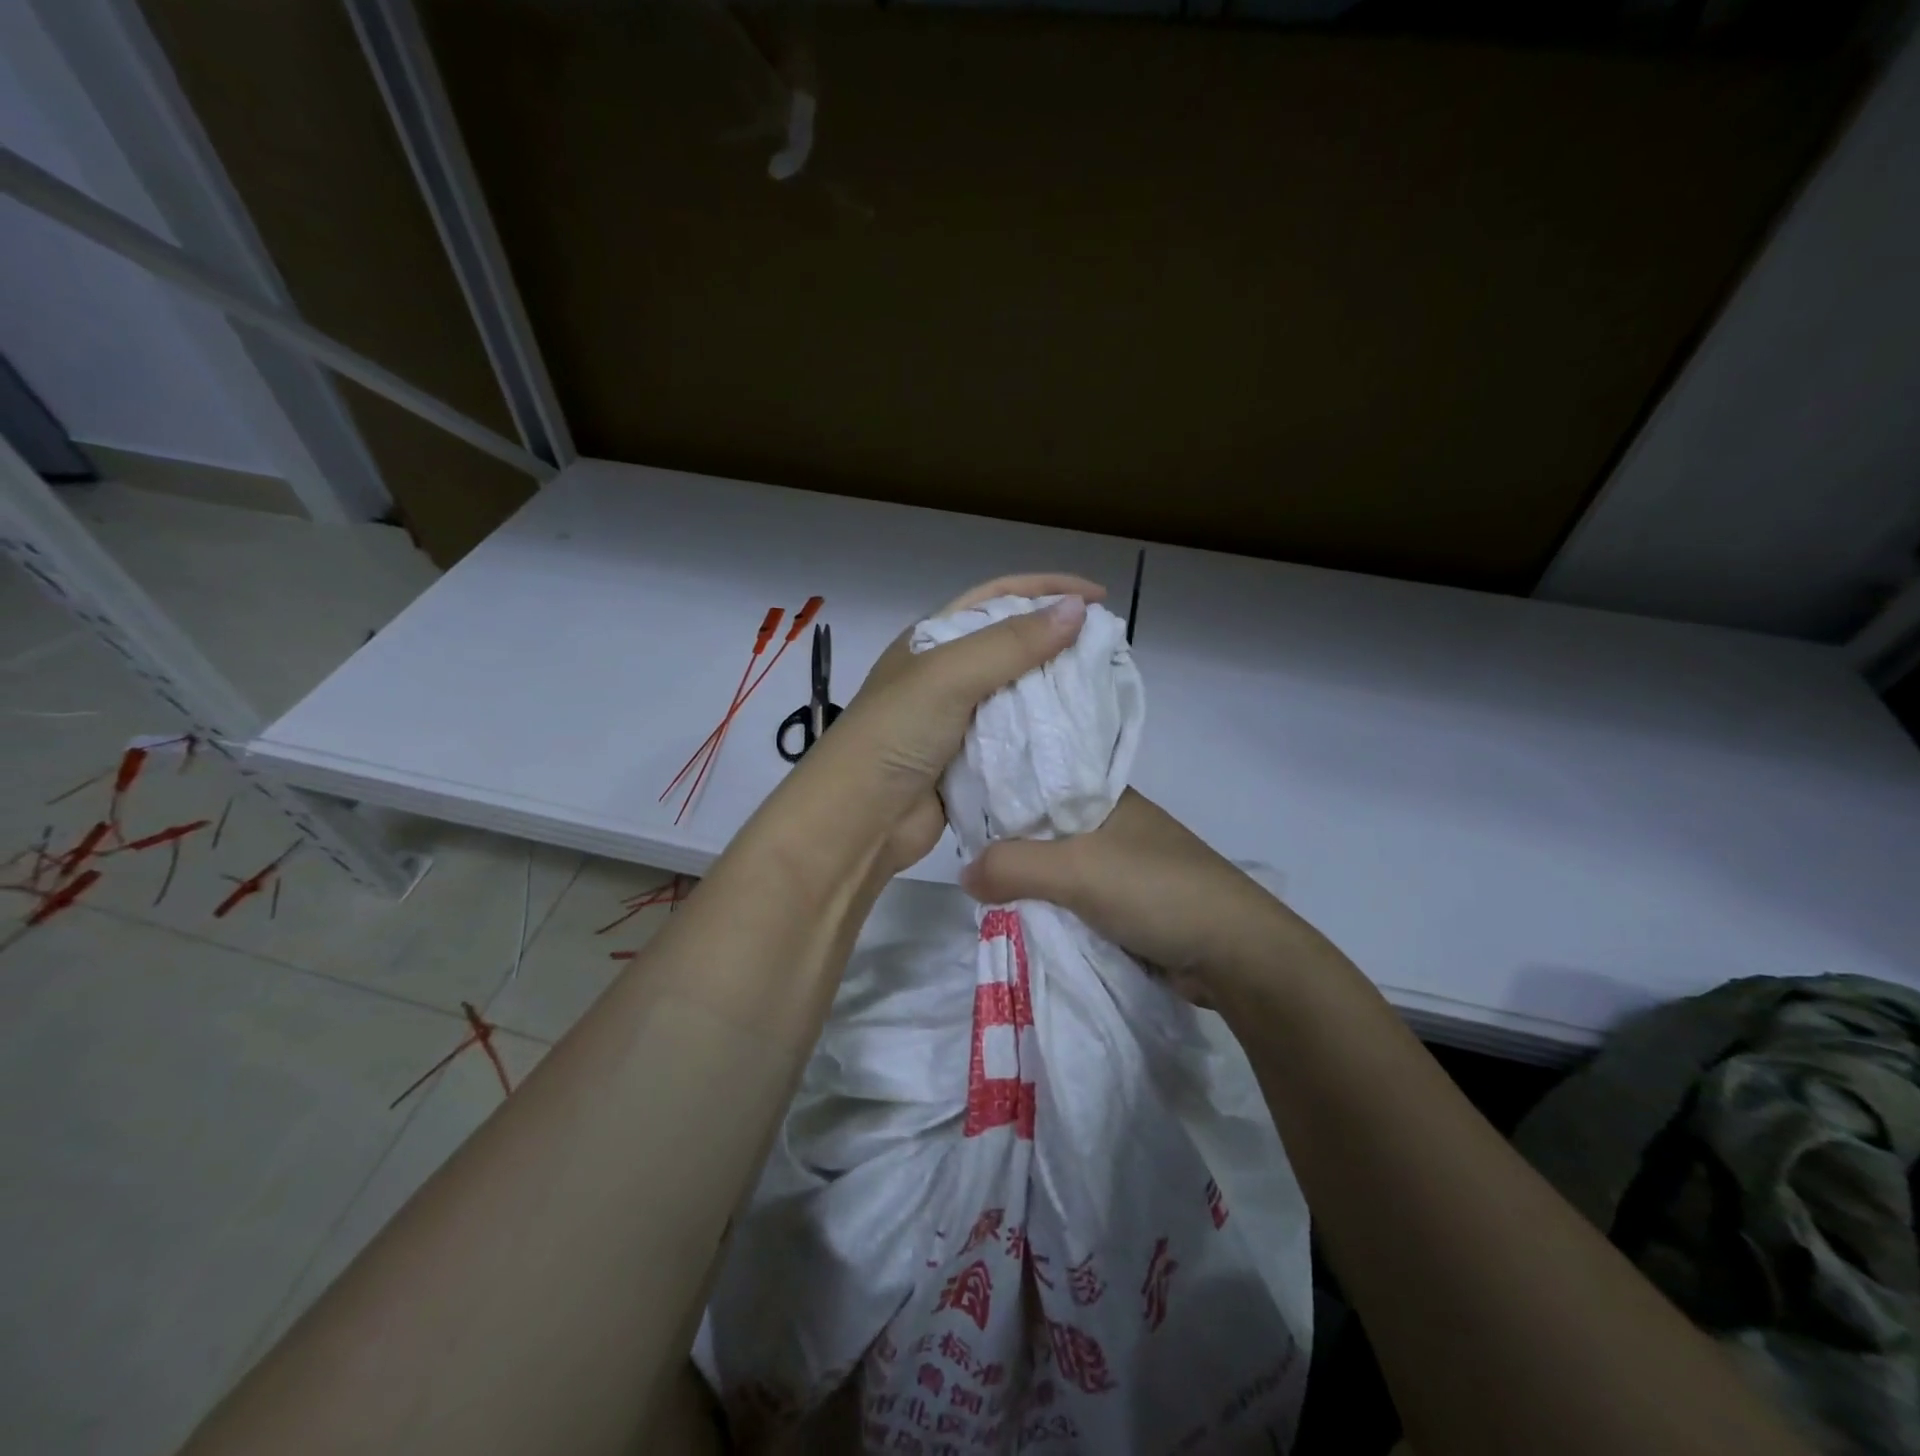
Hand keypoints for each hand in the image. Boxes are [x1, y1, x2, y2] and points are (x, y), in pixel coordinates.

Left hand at [802, 574, 1106, 875]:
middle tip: (1108, 649)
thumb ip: (1013, 643)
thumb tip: (1078, 610)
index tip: (1098, 597)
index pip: (997, 597)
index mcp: (932, 640)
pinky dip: (1043, 735)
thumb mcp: (949, 676)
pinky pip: (1015, 739)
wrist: (858, 820)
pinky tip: (1076, 735)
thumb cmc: (896, 734)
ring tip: (1102, 690)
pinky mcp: (968, 762)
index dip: (1047, 589)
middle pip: (1011, 645)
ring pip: (1017, 694)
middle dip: (1057, 641)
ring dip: (1054, 691)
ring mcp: (956, 720)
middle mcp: (944, 675)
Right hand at [958, 789, 1300, 998]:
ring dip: (1027, 880)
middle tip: (958, 854)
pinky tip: (1018, 914)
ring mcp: (1121, 863)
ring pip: (1057, 865)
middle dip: (1007, 844)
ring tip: (979, 888)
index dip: (998, 793)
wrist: (1235, 953)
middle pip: (1043, 827)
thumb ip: (1013, 867)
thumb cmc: (1156, 890)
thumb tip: (962, 874)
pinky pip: (1073, 897)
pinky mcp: (1127, 902)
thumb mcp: (1076, 870)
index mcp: (1105, 794)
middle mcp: (1111, 822)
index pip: (1037, 781)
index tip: (954, 809)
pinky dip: (1050, 905)